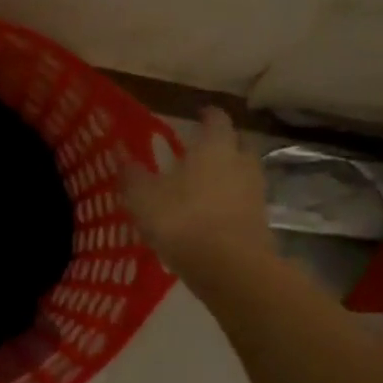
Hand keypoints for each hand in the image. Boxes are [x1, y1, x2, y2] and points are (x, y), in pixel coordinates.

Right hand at [122, 108, 267, 275]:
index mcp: (215, 147)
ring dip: (228, 176)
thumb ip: (133, 175)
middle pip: (238, 144)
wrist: (229, 267)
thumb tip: (122, 157)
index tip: (199, 115)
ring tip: (204, 185)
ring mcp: (255, 193)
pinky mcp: (260, 222)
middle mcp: (240, 163)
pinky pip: (244, 202)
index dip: (207, 115)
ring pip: (243, 174)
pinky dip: (230, 203)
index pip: (216, 119)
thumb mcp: (143, 197)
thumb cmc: (182, 220)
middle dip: (223, 145)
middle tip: (202, 151)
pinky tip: (211, 215)